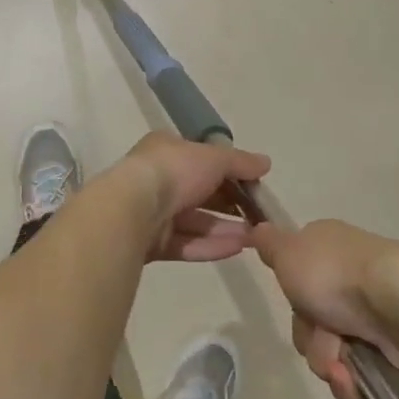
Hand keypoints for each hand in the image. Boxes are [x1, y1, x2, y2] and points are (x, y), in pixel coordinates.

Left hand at [114, 132, 270, 262]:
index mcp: (165, 150)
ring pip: (194, 221)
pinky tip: (238, 249)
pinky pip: (186, 243)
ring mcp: (152, 212)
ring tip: (255, 237)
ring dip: (225, 228)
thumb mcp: (213, 158)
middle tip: (258, 216)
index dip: (227, 171)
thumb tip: (266, 163)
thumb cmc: (174, 171)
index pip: (200, 159)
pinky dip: (210, 245)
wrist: (133, 207)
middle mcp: (156, 178)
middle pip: (198, 192)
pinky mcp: (150, 242)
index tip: (253, 184)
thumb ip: (240, 162)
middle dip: (229, 205)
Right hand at [249, 219, 398, 398]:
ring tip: (342, 363)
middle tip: (320, 333)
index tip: (295, 299)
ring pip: (329, 350)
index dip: (292, 295)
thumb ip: (269, 244)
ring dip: (327, 361)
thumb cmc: (336, 274)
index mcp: (327, 248)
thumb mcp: (288, 252)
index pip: (296, 278)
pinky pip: (356, 373)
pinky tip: (355, 379)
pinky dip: (351, 380)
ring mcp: (372, 313)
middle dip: (309, 336)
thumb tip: (258, 227)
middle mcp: (349, 277)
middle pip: (309, 319)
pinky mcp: (391, 347)